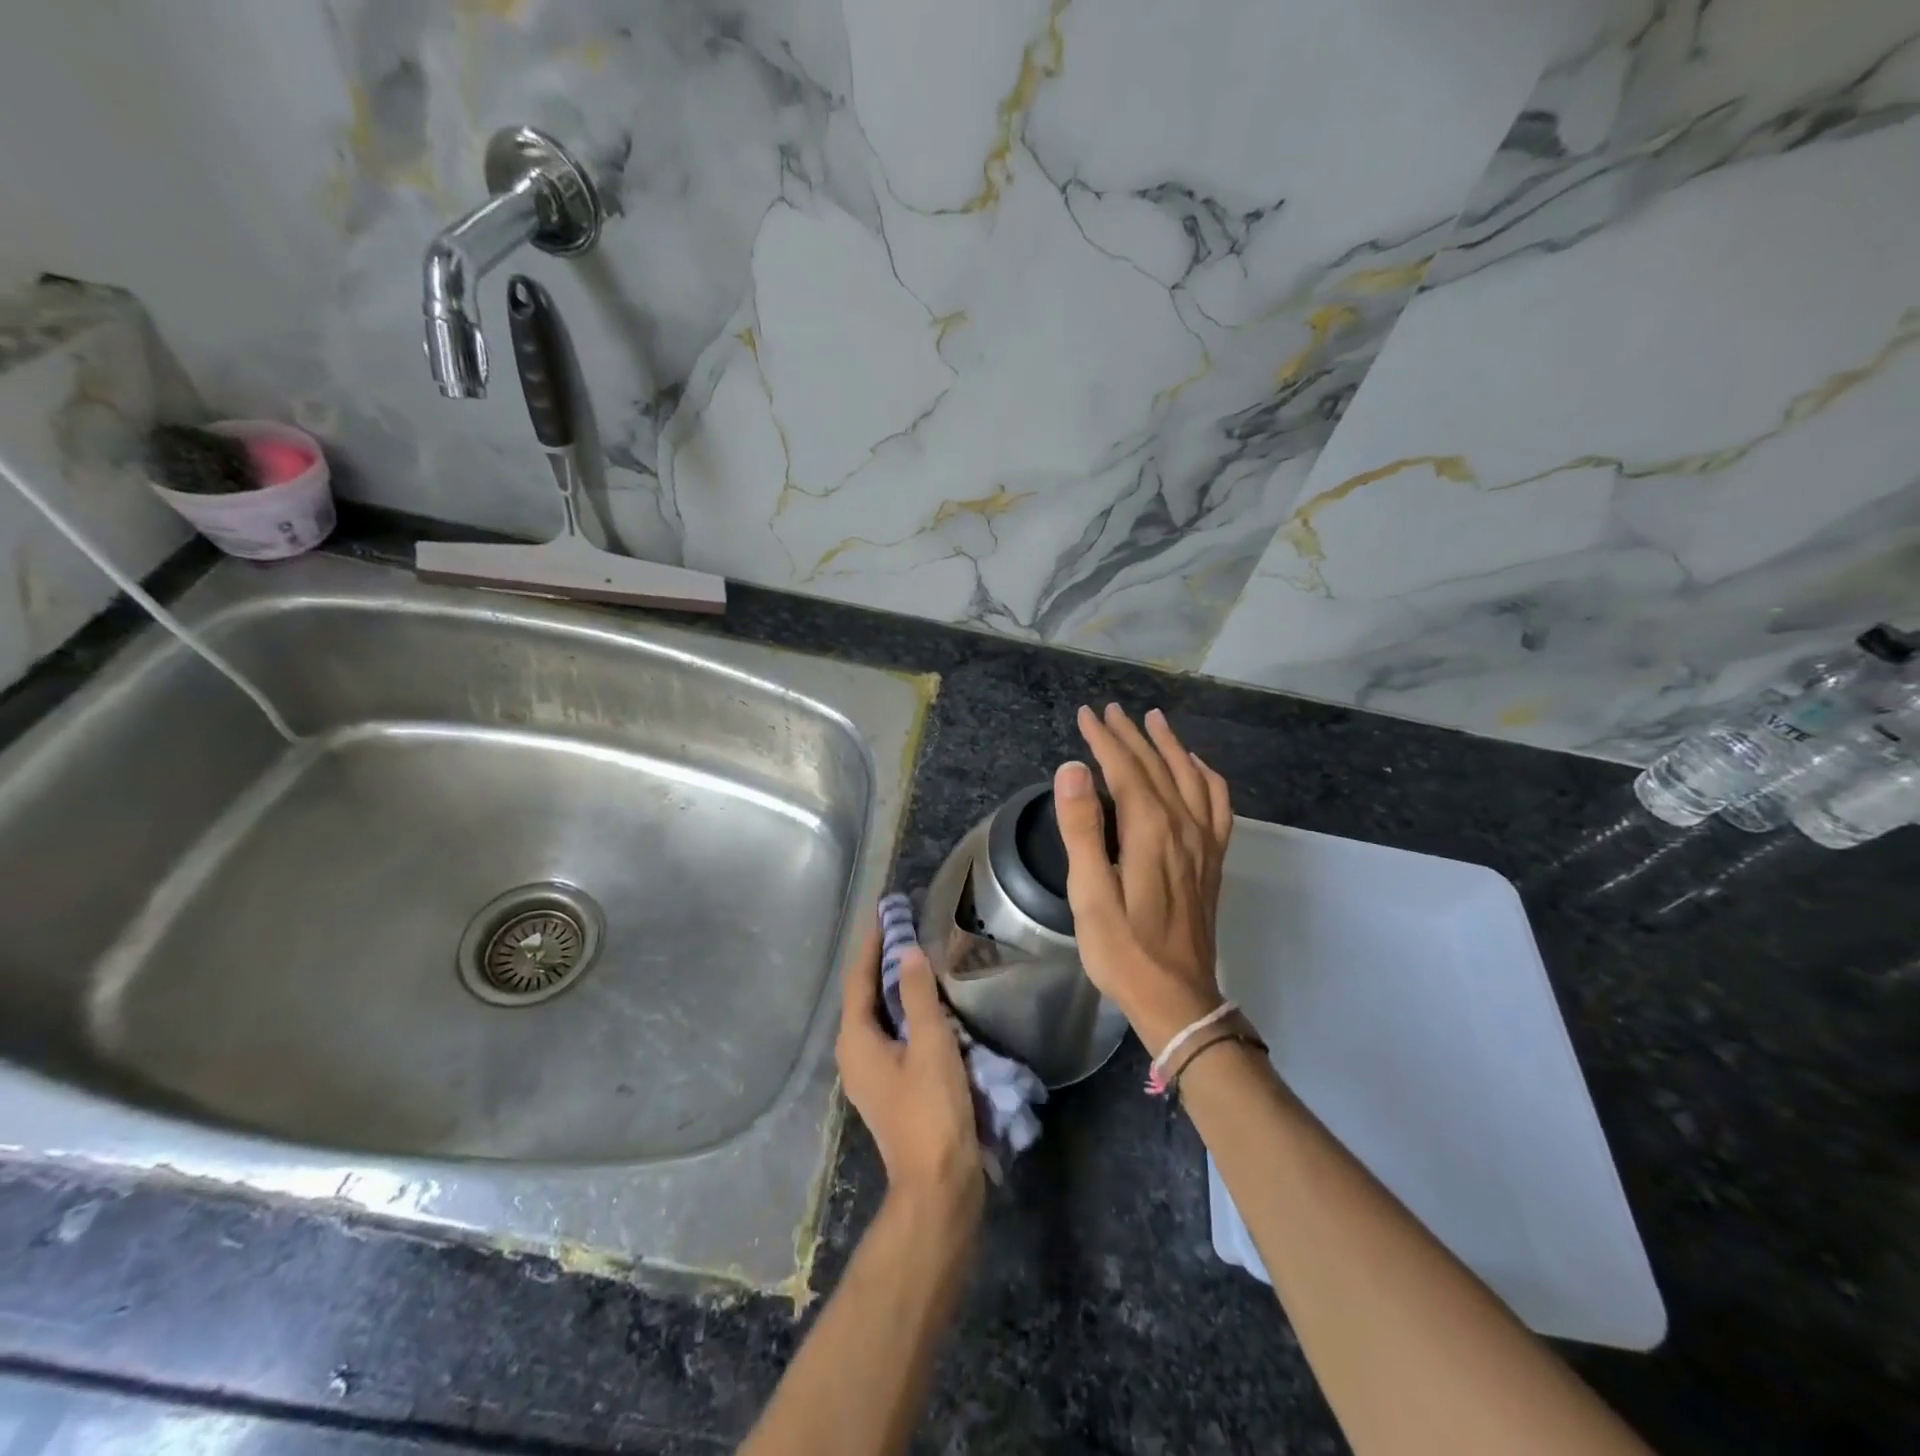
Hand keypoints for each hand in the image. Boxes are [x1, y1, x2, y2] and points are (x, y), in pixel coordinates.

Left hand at [836, 909, 983, 1226]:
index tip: (885, 911)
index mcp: (856, 1039)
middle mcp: (854, 1053)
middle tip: (905, 926)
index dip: (872, 943)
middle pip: (865, 995)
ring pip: (879, 1015)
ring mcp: (870, 1073)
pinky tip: (928, 1003)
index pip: (859, 978)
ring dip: (895, 985)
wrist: (937, 1185)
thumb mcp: (930, 1044)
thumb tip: (907, 951)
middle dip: (882, 960)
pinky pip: (892, 1034)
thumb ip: (917, 995)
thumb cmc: (931, 1110)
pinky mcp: (889, 1086)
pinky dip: (905, 1011)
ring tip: (917, 955)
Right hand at [1054, 704, 1232, 1056]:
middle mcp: (1182, 826)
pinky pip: (1217, 804)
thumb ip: (1082, 828)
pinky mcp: (1212, 860)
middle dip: (1130, 735)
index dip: (1104, 739)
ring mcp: (1203, 843)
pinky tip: (1197, 768)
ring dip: (1170, 745)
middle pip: (1156, 766)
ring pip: (1190, 777)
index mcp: (1150, 831)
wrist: (1177, 998)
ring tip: (1154, 721)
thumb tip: (1073, 769)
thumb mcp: (1089, 894)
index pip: (1125, 769)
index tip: (1085, 714)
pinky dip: (1207, 777)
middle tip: (1108, 711)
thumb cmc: (1123, 950)